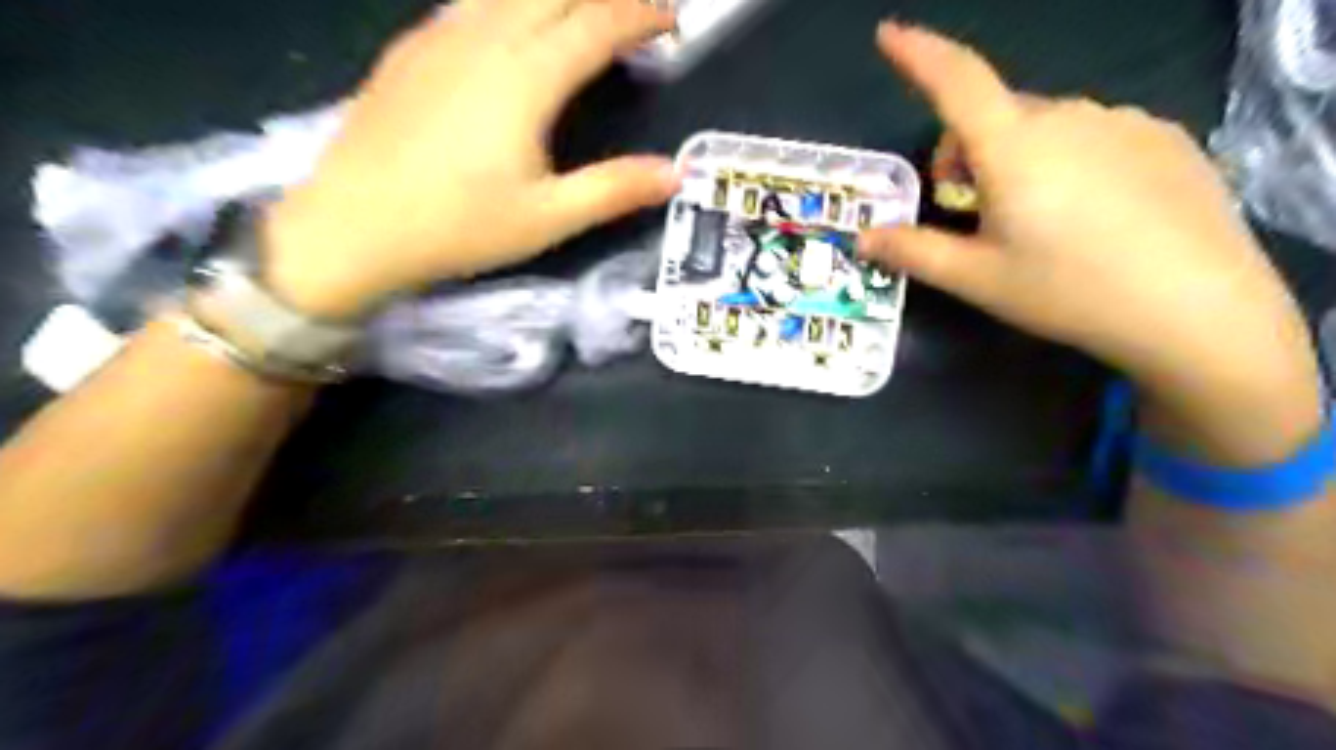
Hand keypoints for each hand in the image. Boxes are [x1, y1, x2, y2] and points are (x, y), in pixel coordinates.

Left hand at [265, 0, 678, 316]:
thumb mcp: (548, 218)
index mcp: (526, 77)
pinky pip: (471, 1)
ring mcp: (441, 36)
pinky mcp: (411, 48)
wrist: (352, 226)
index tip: (672, 20)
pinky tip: (513, 23)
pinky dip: (509, 2)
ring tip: (582, 15)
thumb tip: (675, 174)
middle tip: (635, 13)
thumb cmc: (458, 227)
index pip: (597, 23)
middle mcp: (485, 37)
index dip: (641, 14)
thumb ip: (614, 190)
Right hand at [861, 23, 1317, 462]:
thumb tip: (862, 238)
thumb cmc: (1067, 291)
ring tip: (1040, 220)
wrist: (1194, 308)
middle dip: (970, 151)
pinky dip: (1071, 160)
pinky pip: (1094, 134)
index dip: (918, 53)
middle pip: (997, 115)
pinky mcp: (1164, 137)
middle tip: (973, 211)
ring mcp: (1123, 121)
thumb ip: (913, 251)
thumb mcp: (977, 278)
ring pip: (1046, 126)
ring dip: (1021, 157)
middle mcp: (1068, 116)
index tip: (888, 33)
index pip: (956, 81)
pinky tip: (1094, 215)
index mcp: (1014, 146)